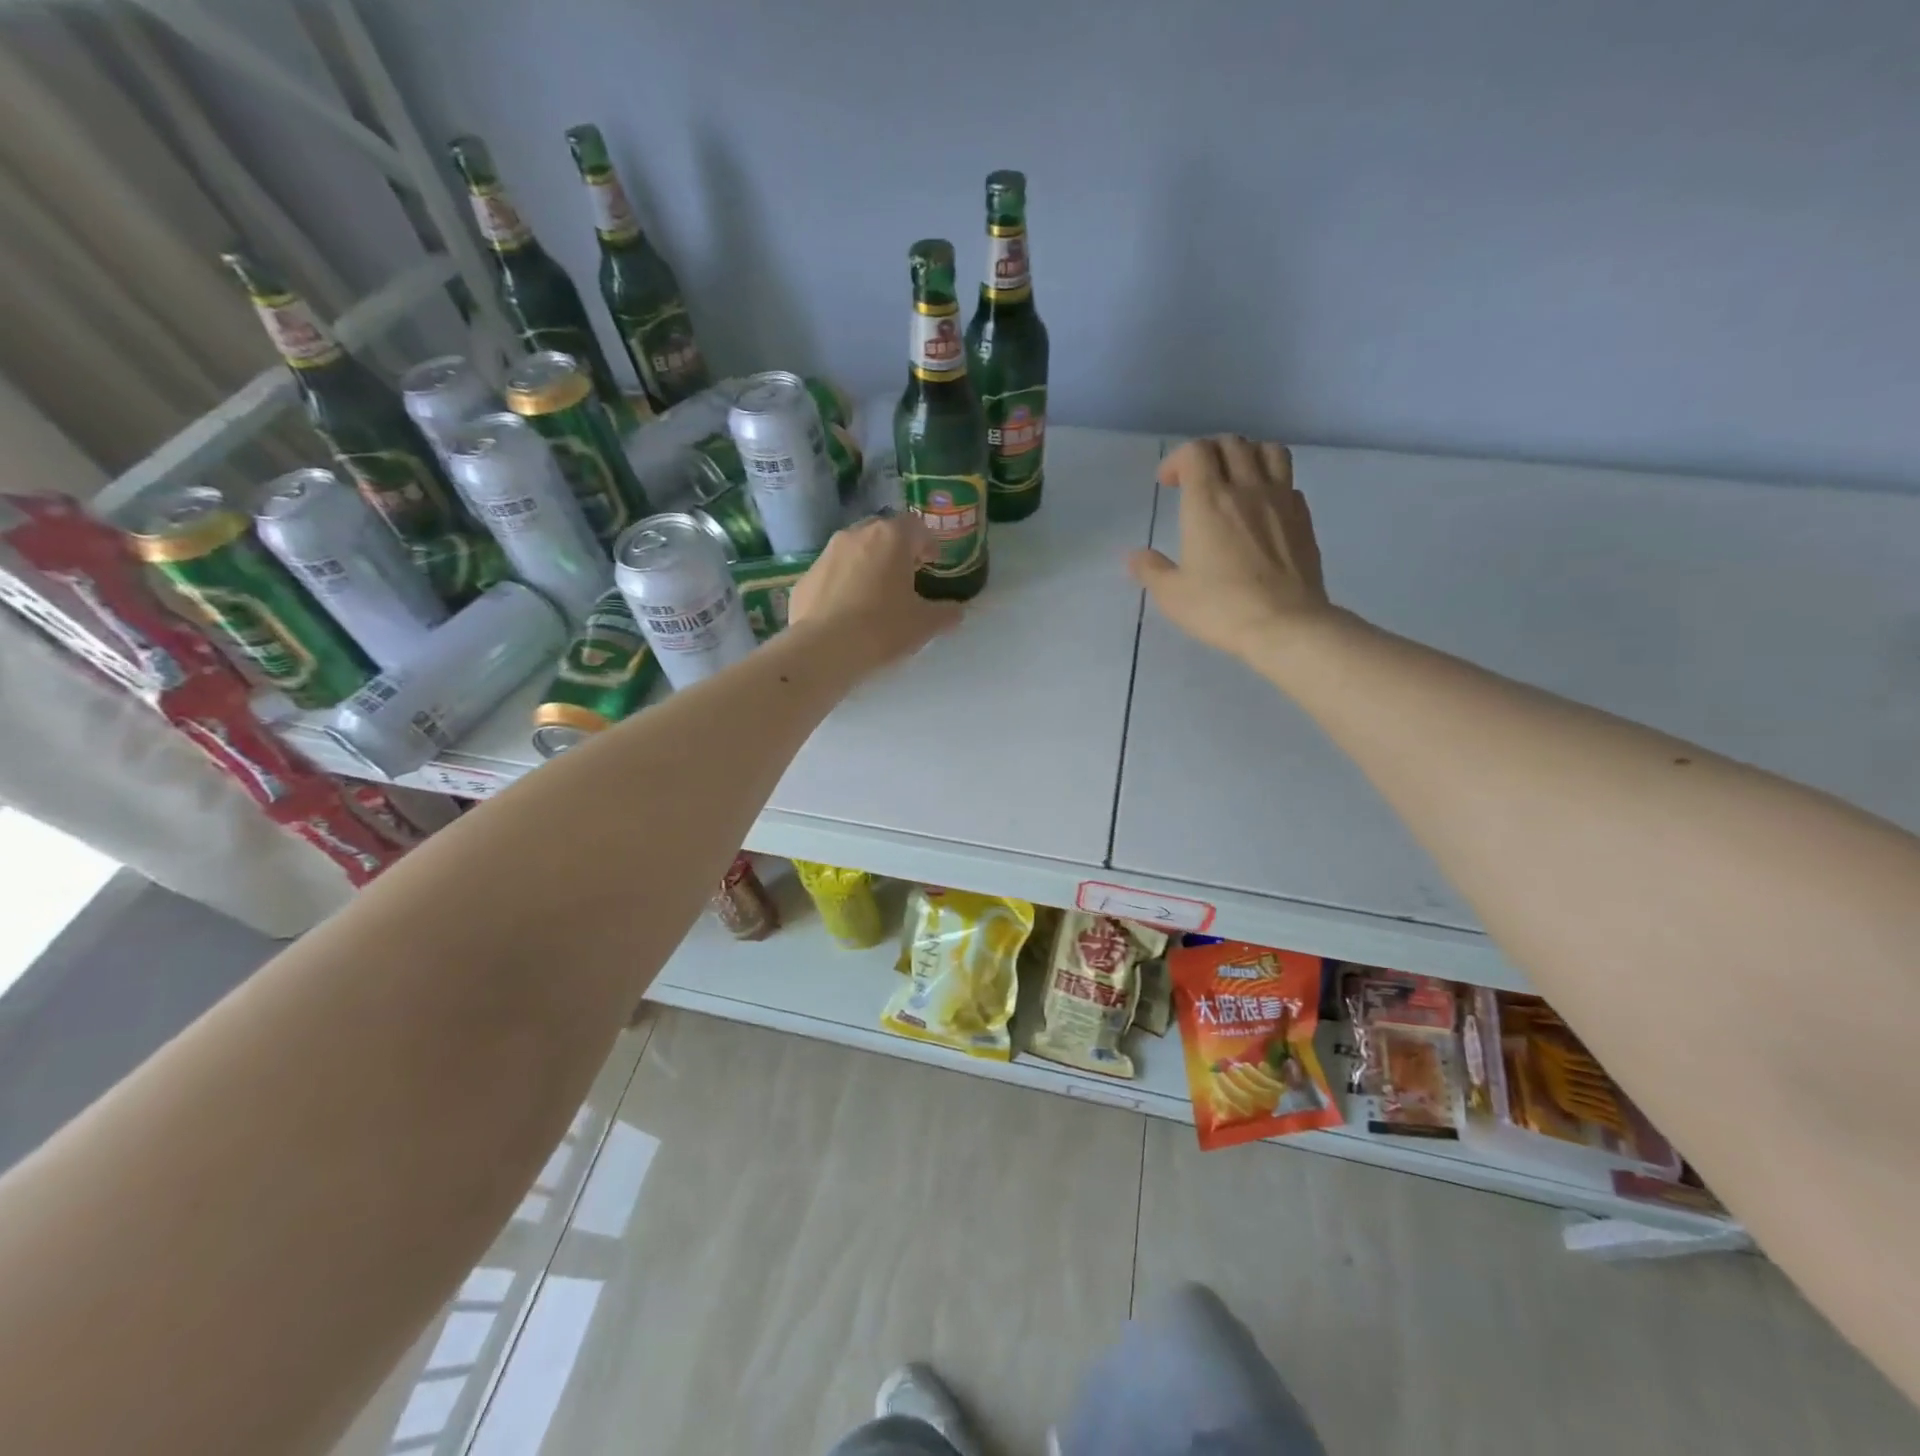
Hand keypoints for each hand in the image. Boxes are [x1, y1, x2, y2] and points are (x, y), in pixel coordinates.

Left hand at [788, 513, 963, 668]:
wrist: (823, 649)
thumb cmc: (882, 628)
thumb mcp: (924, 625)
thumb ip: (946, 613)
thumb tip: (958, 611)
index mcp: (891, 538)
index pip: (915, 526)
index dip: (927, 543)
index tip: (931, 563)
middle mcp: (856, 535)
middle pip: (883, 533)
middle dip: (896, 550)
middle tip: (905, 576)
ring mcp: (826, 553)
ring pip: (855, 550)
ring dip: (868, 565)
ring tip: (876, 595)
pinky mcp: (805, 577)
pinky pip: (832, 573)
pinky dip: (843, 584)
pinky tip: (848, 612)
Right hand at [1129, 436, 1333, 660]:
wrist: (1284, 624)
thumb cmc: (1220, 608)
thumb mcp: (1172, 594)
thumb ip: (1151, 569)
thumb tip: (1135, 557)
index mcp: (1208, 501)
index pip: (1195, 451)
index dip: (1177, 459)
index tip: (1167, 484)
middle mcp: (1246, 489)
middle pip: (1231, 443)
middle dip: (1209, 452)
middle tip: (1196, 478)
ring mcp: (1281, 500)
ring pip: (1269, 451)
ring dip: (1248, 455)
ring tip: (1236, 478)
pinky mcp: (1303, 518)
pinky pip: (1289, 482)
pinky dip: (1273, 483)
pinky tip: (1263, 508)